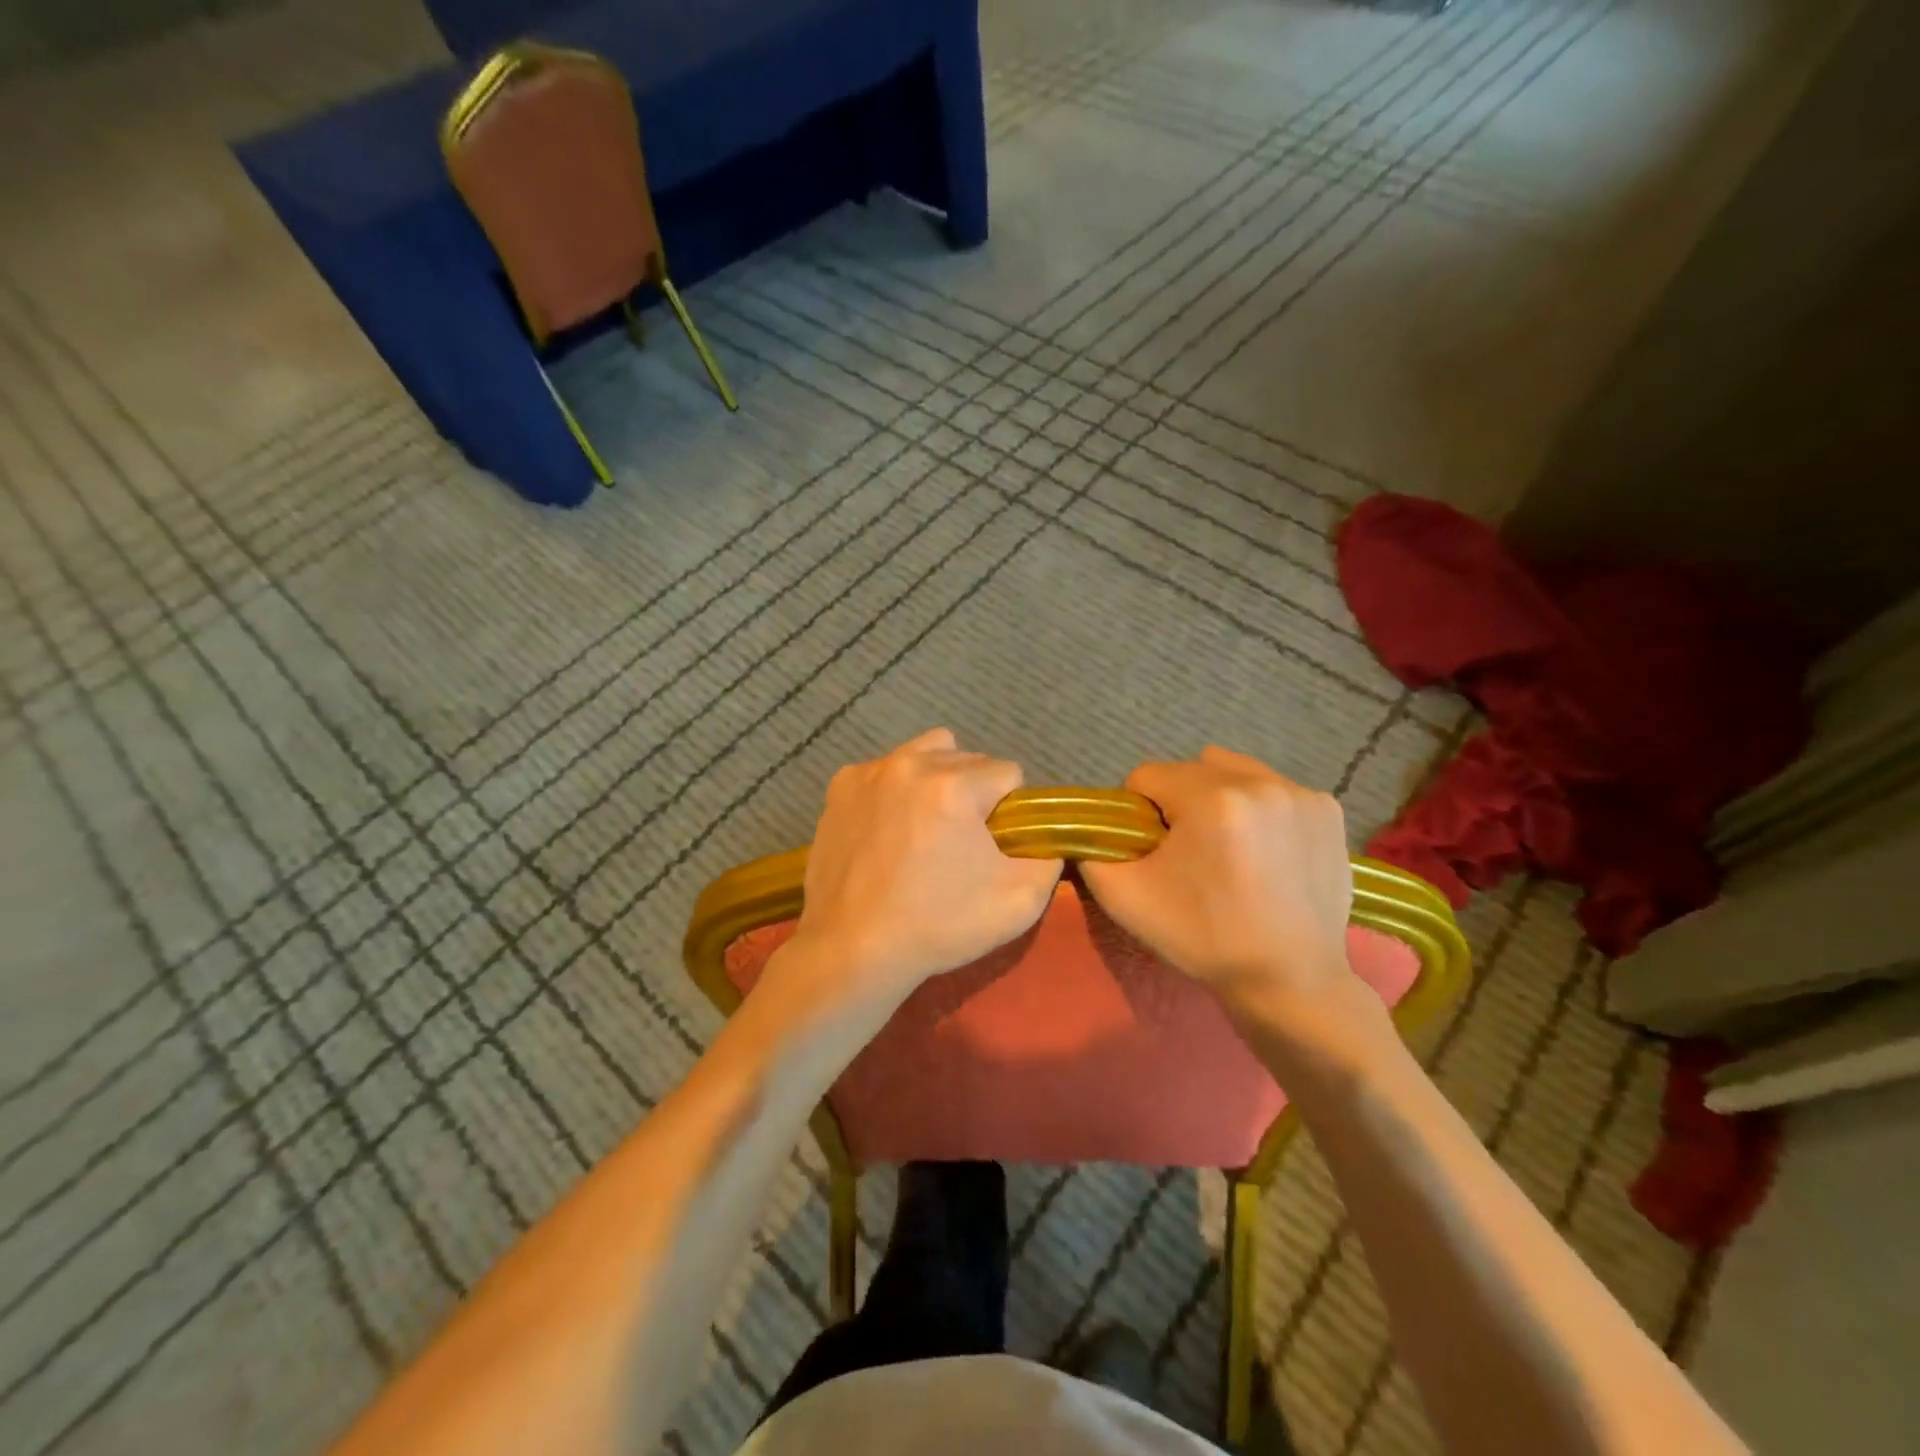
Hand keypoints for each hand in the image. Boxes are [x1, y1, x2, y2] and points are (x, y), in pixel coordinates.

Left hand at [789, 729, 1062, 1007]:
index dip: (1011, 811)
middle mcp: (911, 764)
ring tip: (929, 825)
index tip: (995, 845)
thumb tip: (1043, 835)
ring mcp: (870, 772)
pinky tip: (890, 828)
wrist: (854, 950)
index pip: (1008, 773)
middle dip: (975, 793)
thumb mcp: (1022, 901)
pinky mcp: (840, 787)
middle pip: (968, 759)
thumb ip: (1048, 855)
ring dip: (938, 779)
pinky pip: (886, 771)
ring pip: (927, 753)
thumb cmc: (939, 925)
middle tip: (962, 842)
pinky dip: (897, 790)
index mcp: (955, 785)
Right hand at [1080, 747, 1354, 1011]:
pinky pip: (1273, 790)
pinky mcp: (1329, 811)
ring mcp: (1301, 794)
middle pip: (1191, 769)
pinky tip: (1265, 852)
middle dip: (1178, 802)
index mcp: (1211, 799)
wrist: (1290, 981)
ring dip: (1219, 798)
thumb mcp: (1125, 899)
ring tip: (1229, 848)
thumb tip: (1092, 827)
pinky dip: (1259, 810)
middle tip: (1187, 853)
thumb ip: (1093, 851)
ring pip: (1234, 772)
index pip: (1147, 775)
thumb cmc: (1204, 939)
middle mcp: (1260, 782)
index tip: (1151, 850)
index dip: (1137, 812)